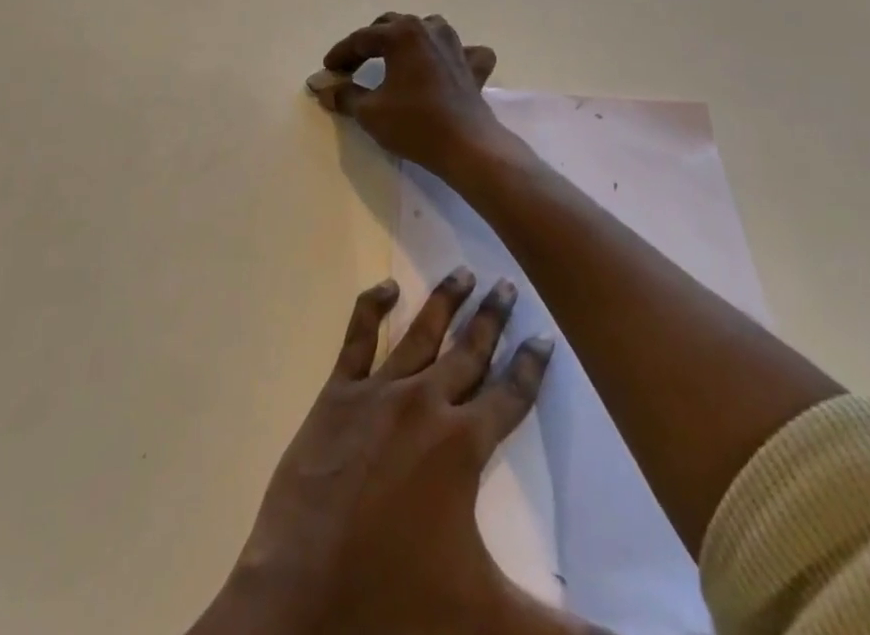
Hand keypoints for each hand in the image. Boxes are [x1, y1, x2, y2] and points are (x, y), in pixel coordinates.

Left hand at [190, 272, 577, 634]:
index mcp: (463, 445)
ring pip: (422, 333)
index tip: (545, 336)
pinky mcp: (338, 393)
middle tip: (507, 284)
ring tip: (463, 271)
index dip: (532, 367)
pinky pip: (358, 337)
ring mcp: (379, 393)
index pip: (510, 396)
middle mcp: (426, 404)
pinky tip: (386, 287)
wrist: (305, 592)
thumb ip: (564, 631)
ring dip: (445, 301)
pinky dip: (372, 307)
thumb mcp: (489, 617)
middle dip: (493, 319)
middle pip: (469, 352)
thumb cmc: (399, 601)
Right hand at [311, 13, 506, 176]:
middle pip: (392, 26)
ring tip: (395, 57)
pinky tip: (446, 66)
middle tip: (354, 65)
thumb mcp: (369, 112)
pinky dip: (451, 55)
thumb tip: (325, 89)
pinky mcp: (473, 65)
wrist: (466, 146)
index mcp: (402, 34)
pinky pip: (463, 51)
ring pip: (426, 29)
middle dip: (369, 43)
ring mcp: (455, 45)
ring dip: (407, 39)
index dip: (341, 54)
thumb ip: (344, 95)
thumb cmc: (413, 124)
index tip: (328, 71)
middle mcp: (429, 29)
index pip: (361, 38)